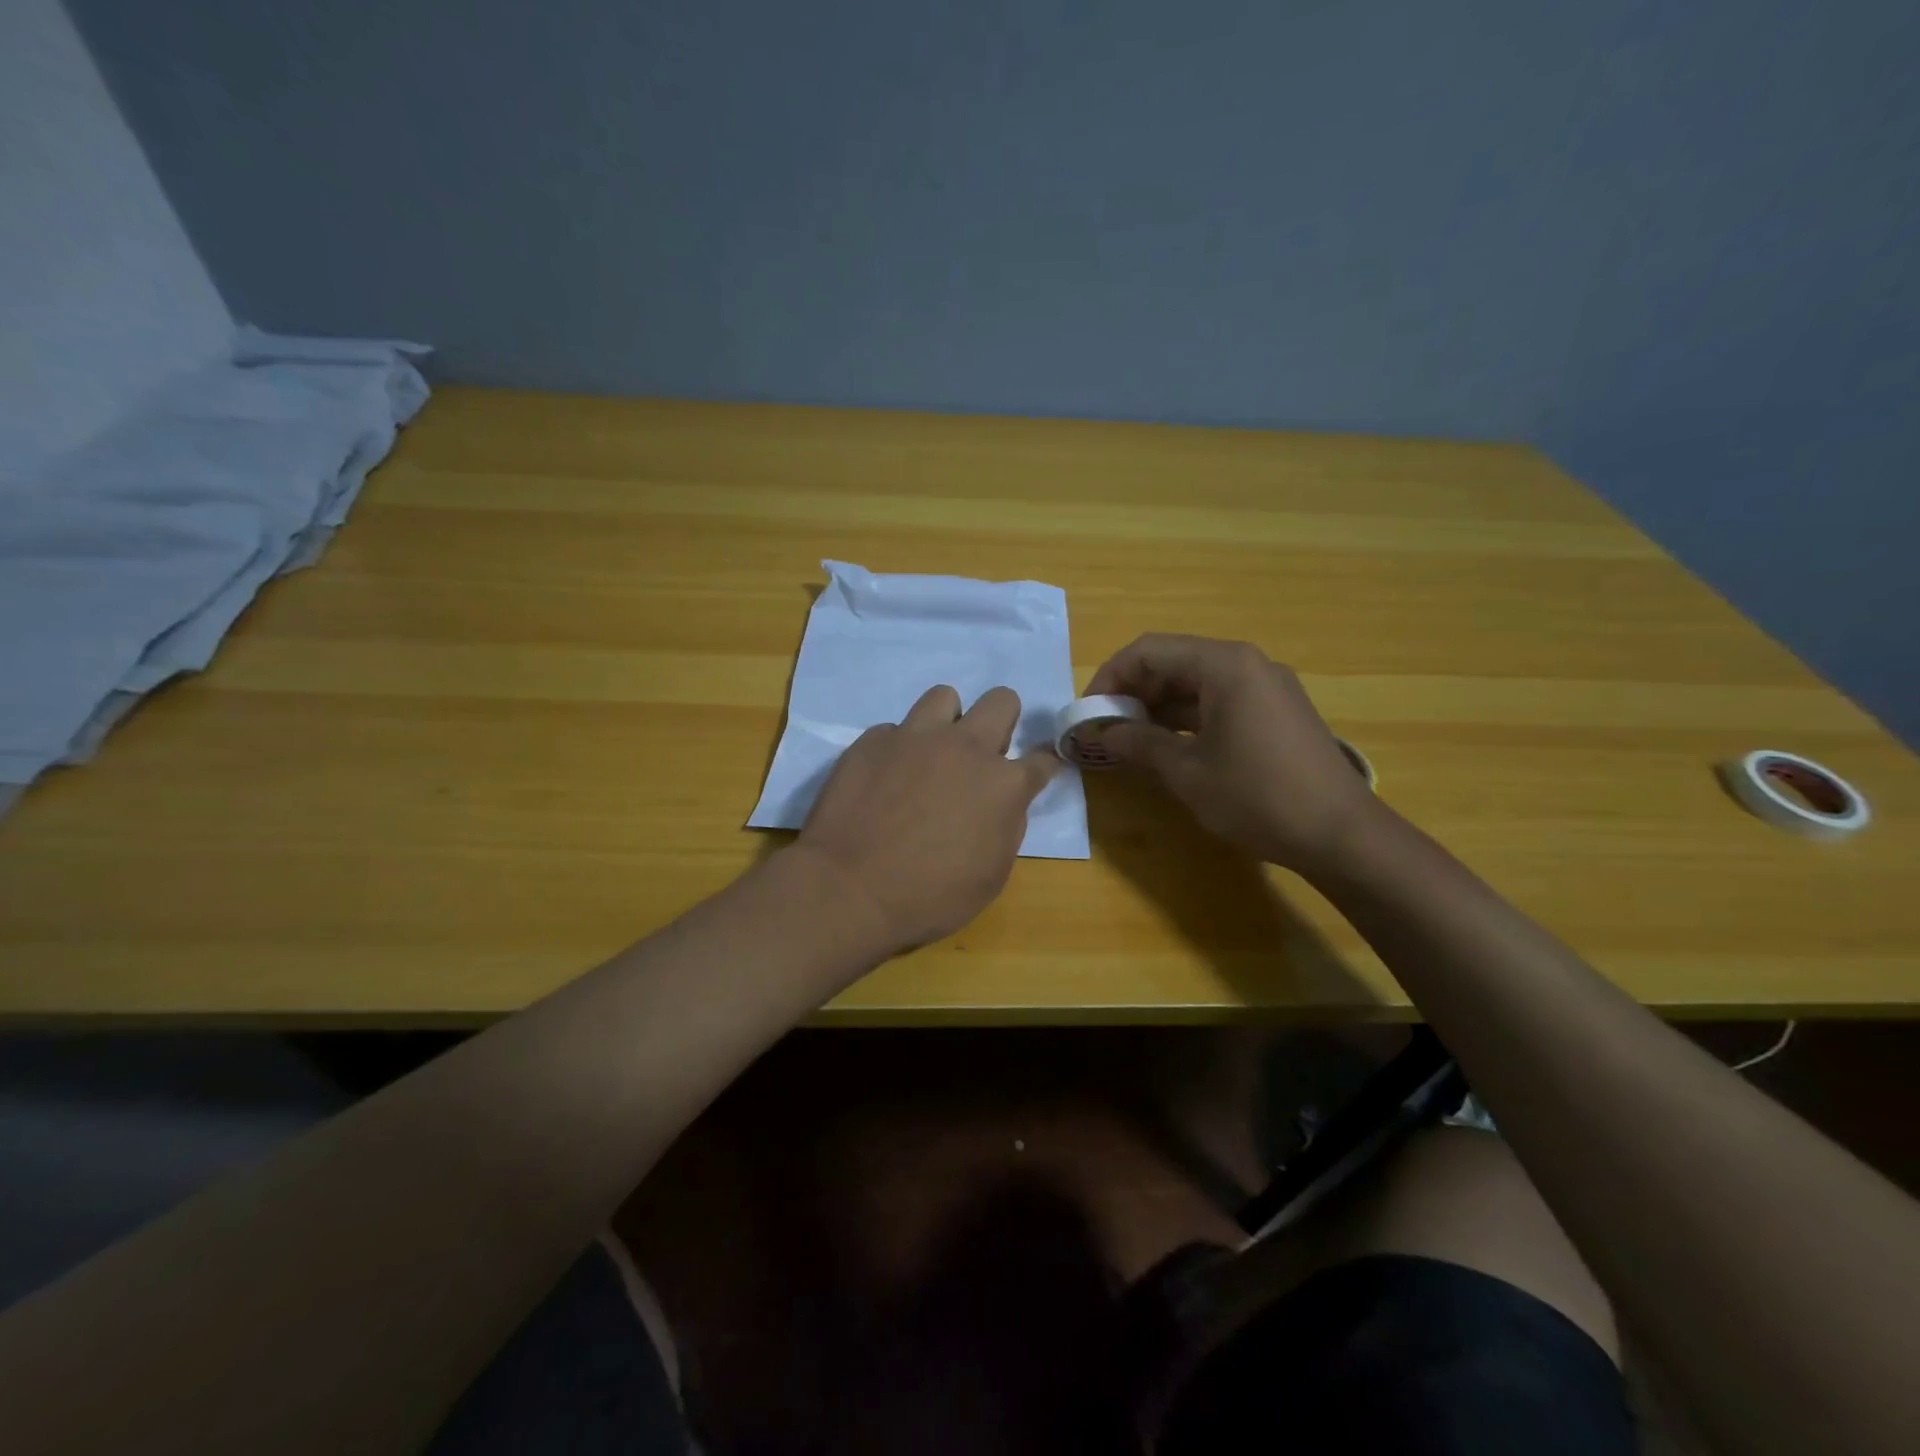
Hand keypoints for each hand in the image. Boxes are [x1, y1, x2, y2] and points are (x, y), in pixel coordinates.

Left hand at [792, 685, 1059, 956]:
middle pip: (1001, 700)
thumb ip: (1005, 829)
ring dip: (947, 721)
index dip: (1044, 764)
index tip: (1037, 770)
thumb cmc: (930, 897)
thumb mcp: (990, 876)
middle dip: (1002, 720)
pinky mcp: (873, 740)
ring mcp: (916, 737)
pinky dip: (897, 749)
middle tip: (983, 753)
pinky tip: (884, 777)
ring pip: (944, 696)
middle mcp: (965, 748)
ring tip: (931, 753)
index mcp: (1003, 785)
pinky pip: (894, 730)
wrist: (850, 889)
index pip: (1043, 759)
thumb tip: (1003, 805)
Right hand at [1086, 634, 1379, 875]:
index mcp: (1224, 665)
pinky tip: (1168, 746)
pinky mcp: (1276, 711)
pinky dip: (1187, 717)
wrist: (1341, 834)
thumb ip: (1138, 743)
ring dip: (1158, 707)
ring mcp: (1266, 686)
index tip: (1088, 713)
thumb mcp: (1187, 772)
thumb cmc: (1257, 797)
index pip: (1149, 651)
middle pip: (1173, 661)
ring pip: (1195, 682)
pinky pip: (1219, 700)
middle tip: (1105, 729)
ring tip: (1129, 741)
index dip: (1110, 678)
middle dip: (1133, 692)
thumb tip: (1100, 733)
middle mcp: (1247, 663)